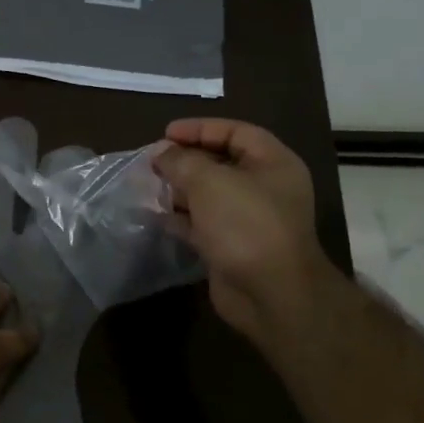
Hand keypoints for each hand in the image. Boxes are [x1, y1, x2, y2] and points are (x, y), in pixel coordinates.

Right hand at [152, 118, 331, 342]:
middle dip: (186, 161)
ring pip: (210, 195)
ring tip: (150, 187)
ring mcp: (250, 220)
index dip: (200, 129)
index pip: (236, 132)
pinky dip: (182, 219)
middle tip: (154, 162)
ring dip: (180, 190)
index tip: (166, 134)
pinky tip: (158, 216)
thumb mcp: (209, 181)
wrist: (270, 293)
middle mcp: (265, 188)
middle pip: (221, 163)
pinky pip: (204, 224)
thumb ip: (181, 161)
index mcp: (273, 163)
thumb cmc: (245, 224)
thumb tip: (162, 153)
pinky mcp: (233, 247)